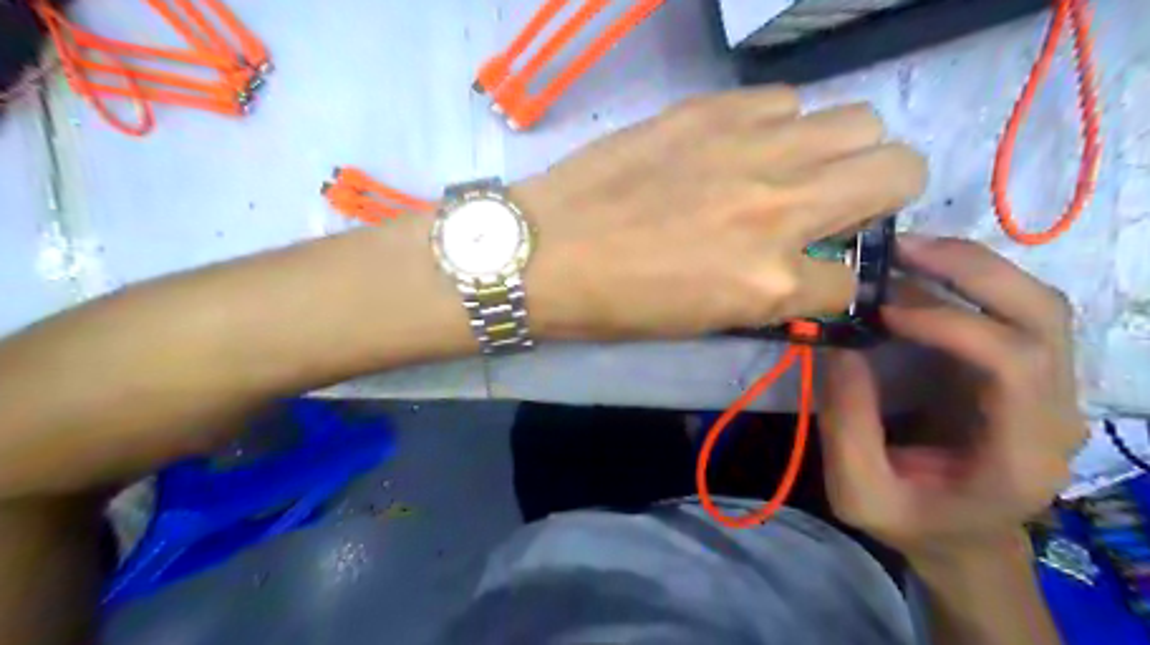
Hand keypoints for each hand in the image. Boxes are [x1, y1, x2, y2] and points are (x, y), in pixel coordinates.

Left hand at [513, 86, 922, 342]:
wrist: (548, 250)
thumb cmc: (617, 303)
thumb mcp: (705, 319)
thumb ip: (771, 291)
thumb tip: (809, 267)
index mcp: (770, 281)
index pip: (856, 280)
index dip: (844, 280)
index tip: (826, 270)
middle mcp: (780, 208)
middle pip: (900, 170)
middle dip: (886, 192)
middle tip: (842, 205)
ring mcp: (750, 150)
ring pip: (857, 121)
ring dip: (841, 150)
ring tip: (796, 170)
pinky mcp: (712, 110)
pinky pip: (785, 102)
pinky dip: (781, 126)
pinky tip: (745, 147)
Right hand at [817, 235, 1089, 561]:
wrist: (960, 537)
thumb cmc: (912, 522)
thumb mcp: (859, 492)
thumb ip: (846, 425)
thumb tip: (837, 345)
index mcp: (1022, 453)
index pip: (1015, 363)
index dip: (951, 323)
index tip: (882, 309)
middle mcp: (1053, 410)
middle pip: (1043, 315)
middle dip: (972, 270)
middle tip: (899, 248)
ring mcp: (1045, 385)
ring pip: (1035, 302)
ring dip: (971, 266)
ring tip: (905, 250)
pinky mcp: (1019, 369)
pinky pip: (1007, 309)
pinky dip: (965, 280)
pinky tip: (919, 271)